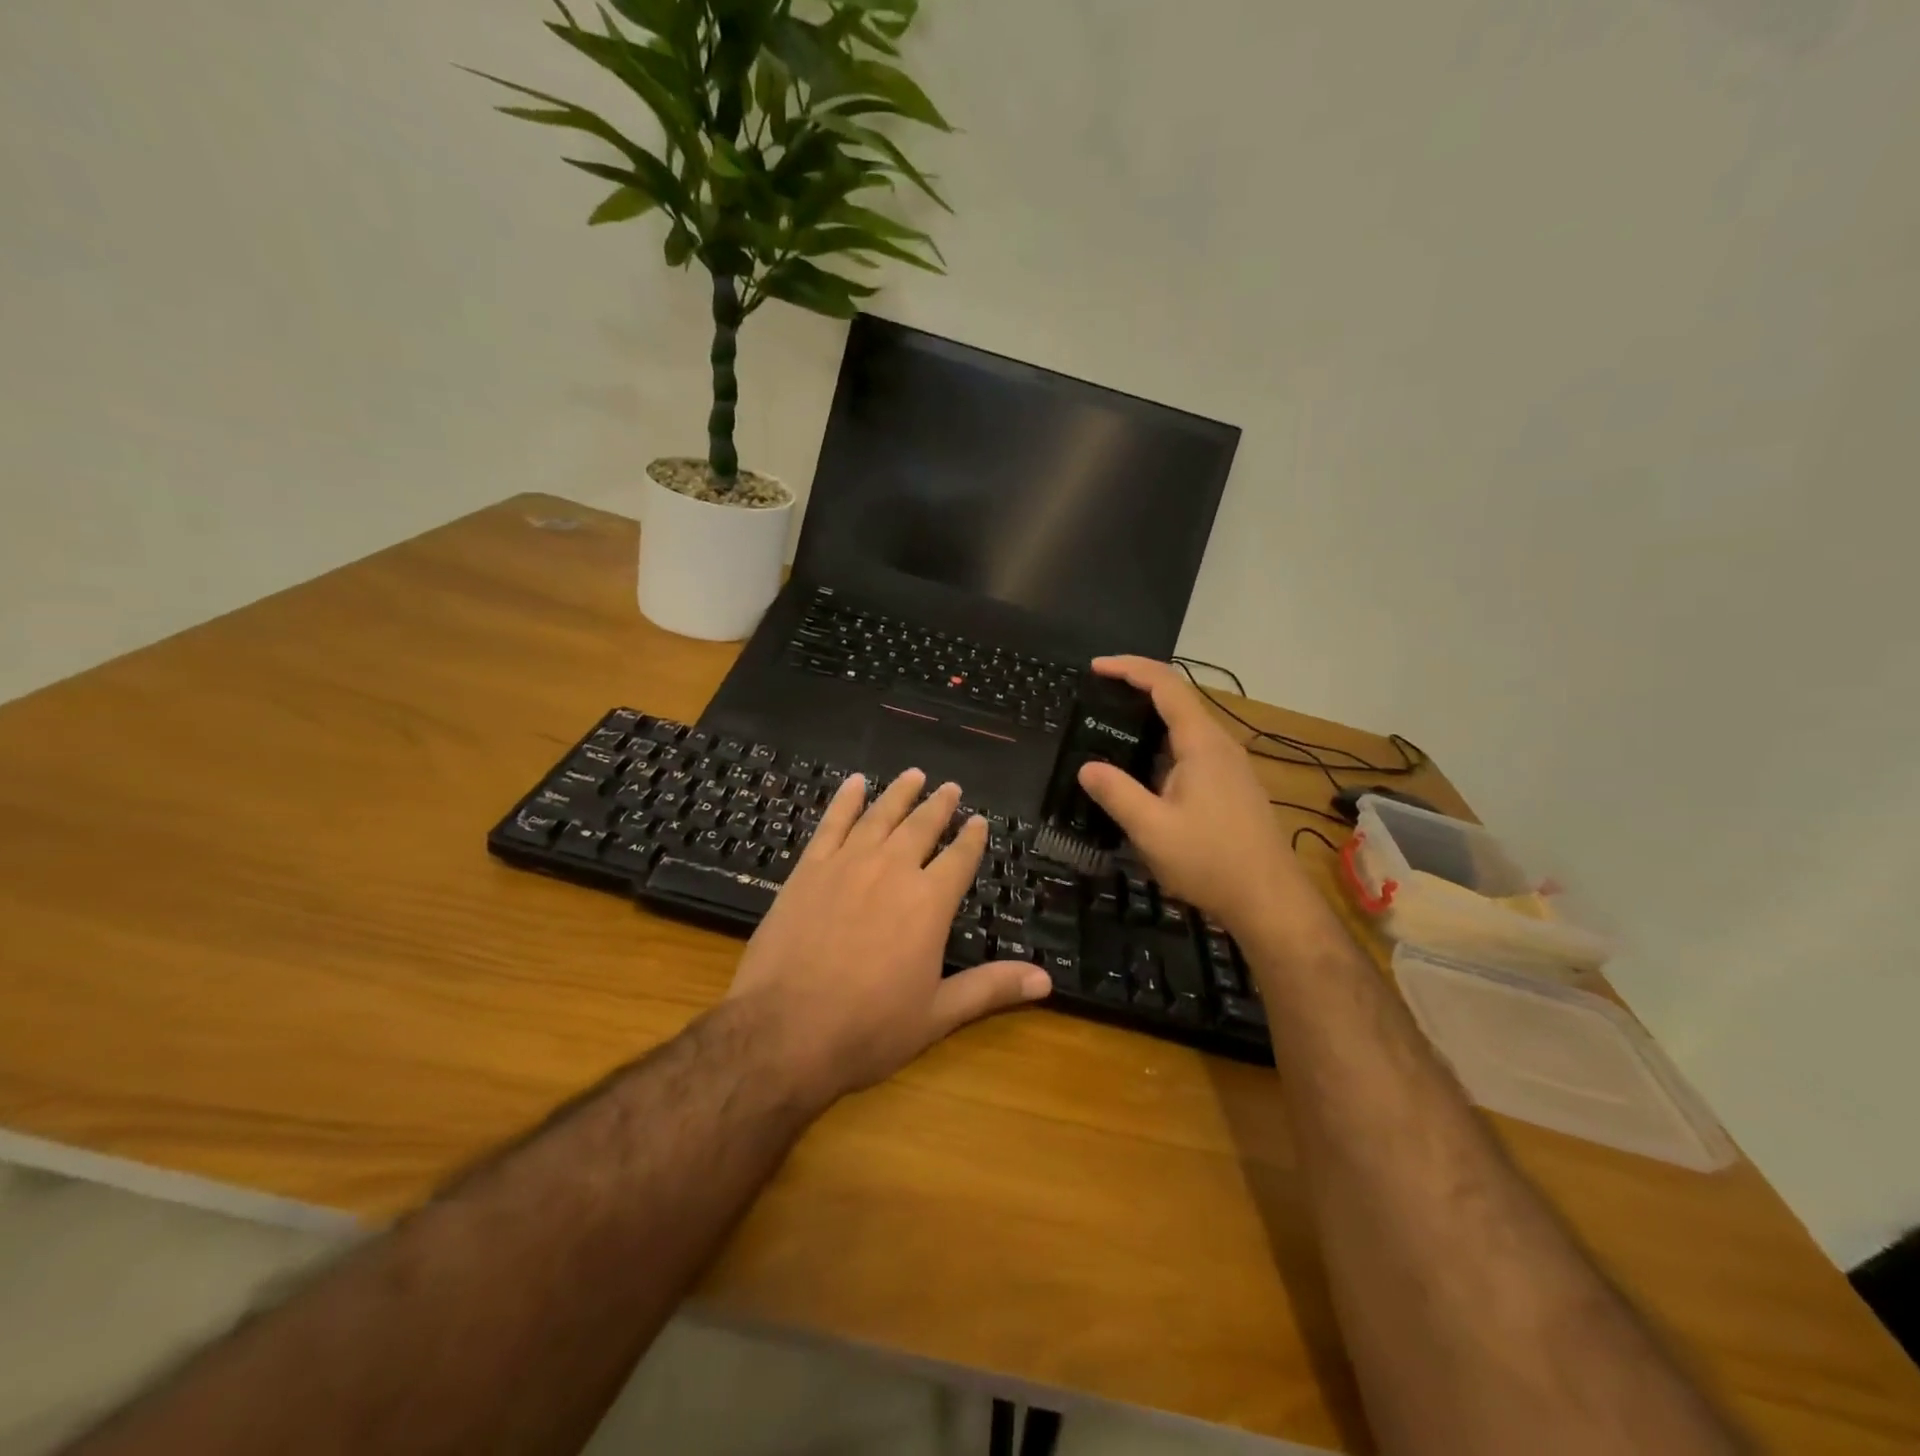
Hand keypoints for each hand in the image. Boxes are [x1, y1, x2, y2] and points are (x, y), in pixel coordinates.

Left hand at [727, 769, 1050, 1105]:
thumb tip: (1047, 980)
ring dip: (899, 793)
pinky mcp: (809, 869)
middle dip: (940, 806)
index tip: (980, 821)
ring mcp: (847, 864)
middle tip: (951, 788)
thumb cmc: (868, 1028)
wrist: (783, 1030)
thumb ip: (991, 988)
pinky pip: (832, 823)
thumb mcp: (937, 1015)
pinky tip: (854, 784)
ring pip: (881, 816)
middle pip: (922, 827)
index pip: (960, 858)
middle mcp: (893, 870)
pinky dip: (846, 801)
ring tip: (914, 775)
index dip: (972, 838)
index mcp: (929, 902)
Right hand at [1076, 656, 1305, 934]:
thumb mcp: (1152, 830)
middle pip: (1178, 700)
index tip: (1095, 668)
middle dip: (1136, 690)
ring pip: (1186, 727)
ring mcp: (1230, 766)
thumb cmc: (1210, 861)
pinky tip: (1144, 771)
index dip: (1130, 668)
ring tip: (1112, 731)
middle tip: (1096, 699)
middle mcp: (1220, 745)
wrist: (1270, 901)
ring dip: (1150, 720)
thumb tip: (1086, 767)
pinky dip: (1162, 746)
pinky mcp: (1232, 787)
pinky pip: (1192, 750)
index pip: (1165, 685)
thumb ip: (1116, 794)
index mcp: (1202, 744)